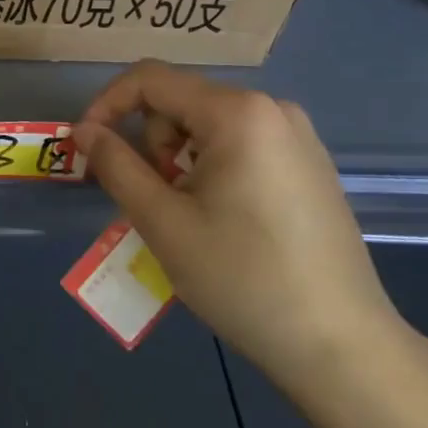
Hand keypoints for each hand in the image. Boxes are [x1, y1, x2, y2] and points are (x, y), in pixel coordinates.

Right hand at [74, 61, 407, 393]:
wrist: (343, 348)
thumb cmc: (243, 279)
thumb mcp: (164, 222)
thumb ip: (116, 166)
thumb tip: (84, 130)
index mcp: (237, 112)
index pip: (151, 79)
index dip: (107, 105)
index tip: (87, 147)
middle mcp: (271, 108)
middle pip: (181, 101)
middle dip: (152, 142)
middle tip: (156, 202)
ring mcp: (297, 135)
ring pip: (209, 125)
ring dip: (181, 160)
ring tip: (191, 217)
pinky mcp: (310, 164)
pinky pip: (241, 144)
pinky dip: (213, 168)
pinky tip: (226, 220)